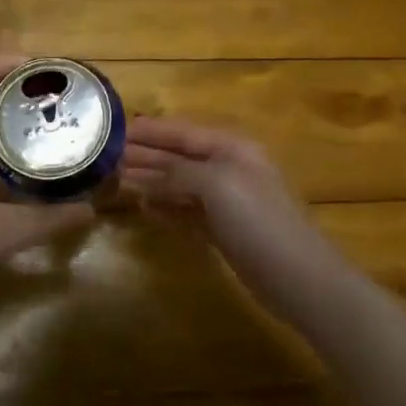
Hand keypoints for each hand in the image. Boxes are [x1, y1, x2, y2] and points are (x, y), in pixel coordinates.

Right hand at [122, 117, 338, 313]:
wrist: (296, 275)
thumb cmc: (257, 220)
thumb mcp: (216, 184)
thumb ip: (177, 172)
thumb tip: (143, 174)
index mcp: (231, 147)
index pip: (183, 132)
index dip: (150, 131)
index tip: (115, 129)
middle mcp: (228, 168)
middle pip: (180, 156)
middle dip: (146, 155)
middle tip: (108, 156)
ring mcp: (227, 201)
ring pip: (181, 184)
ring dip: (152, 181)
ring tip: (118, 180)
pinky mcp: (224, 230)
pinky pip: (188, 211)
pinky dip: (167, 208)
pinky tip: (146, 209)